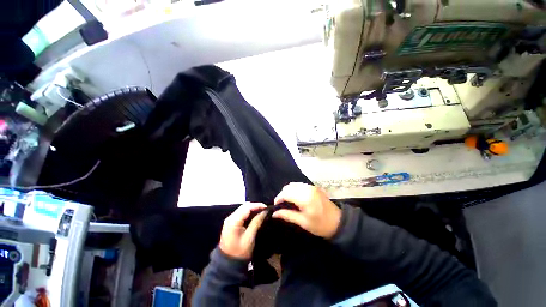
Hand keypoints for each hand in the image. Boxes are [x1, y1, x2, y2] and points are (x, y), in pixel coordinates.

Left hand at [219, 202, 267, 259]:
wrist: (228, 263)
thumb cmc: (240, 252)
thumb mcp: (249, 237)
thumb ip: (256, 222)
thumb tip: (265, 211)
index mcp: (233, 221)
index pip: (247, 207)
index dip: (257, 205)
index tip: (267, 208)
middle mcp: (230, 218)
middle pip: (244, 206)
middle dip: (255, 206)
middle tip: (265, 210)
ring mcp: (230, 220)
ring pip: (243, 209)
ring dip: (252, 209)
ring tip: (261, 212)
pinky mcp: (231, 222)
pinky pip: (241, 213)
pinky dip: (248, 212)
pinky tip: (255, 215)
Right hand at [272, 183, 340, 238]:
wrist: (339, 223)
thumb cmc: (320, 225)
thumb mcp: (303, 222)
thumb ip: (287, 215)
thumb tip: (274, 214)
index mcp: (305, 198)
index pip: (286, 193)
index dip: (279, 198)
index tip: (275, 206)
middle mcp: (308, 189)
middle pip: (289, 187)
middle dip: (282, 194)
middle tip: (281, 204)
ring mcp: (312, 187)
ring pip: (294, 184)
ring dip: (288, 191)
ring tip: (287, 201)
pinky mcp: (315, 187)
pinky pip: (300, 185)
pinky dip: (294, 189)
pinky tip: (295, 197)